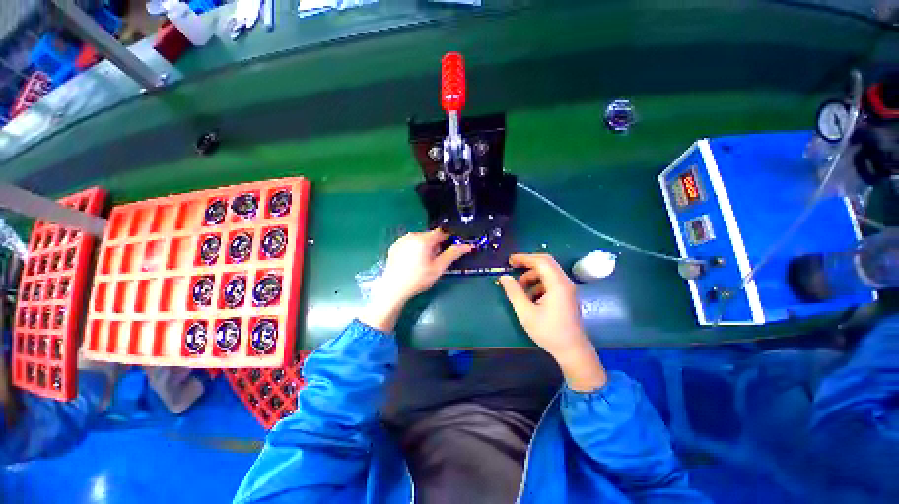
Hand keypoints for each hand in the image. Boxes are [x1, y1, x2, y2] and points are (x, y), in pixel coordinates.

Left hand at [360, 229, 472, 331]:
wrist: (394, 289)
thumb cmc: (419, 279)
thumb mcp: (439, 268)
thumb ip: (453, 254)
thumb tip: (468, 246)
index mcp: (424, 239)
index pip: (441, 232)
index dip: (448, 239)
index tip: (449, 249)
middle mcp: (412, 236)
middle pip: (430, 236)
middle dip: (435, 245)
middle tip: (434, 261)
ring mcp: (402, 240)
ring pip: (419, 239)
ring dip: (424, 247)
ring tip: (422, 263)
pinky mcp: (395, 246)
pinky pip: (409, 243)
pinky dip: (414, 249)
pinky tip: (411, 262)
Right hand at [499, 253, 606, 390]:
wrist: (572, 351)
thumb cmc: (549, 332)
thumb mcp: (526, 313)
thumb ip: (514, 292)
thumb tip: (504, 277)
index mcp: (557, 284)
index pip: (541, 261)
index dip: (524, 258)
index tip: (509, 261)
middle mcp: (565, 282)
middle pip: (546, 263)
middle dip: (527, 263)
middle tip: (512, 267)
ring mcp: (567, 289)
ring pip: (548, 272)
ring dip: (532, 275)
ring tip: (520, 288)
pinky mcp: (566, 295)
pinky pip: (550, 281)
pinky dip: (538, 283)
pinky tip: (530, 297)